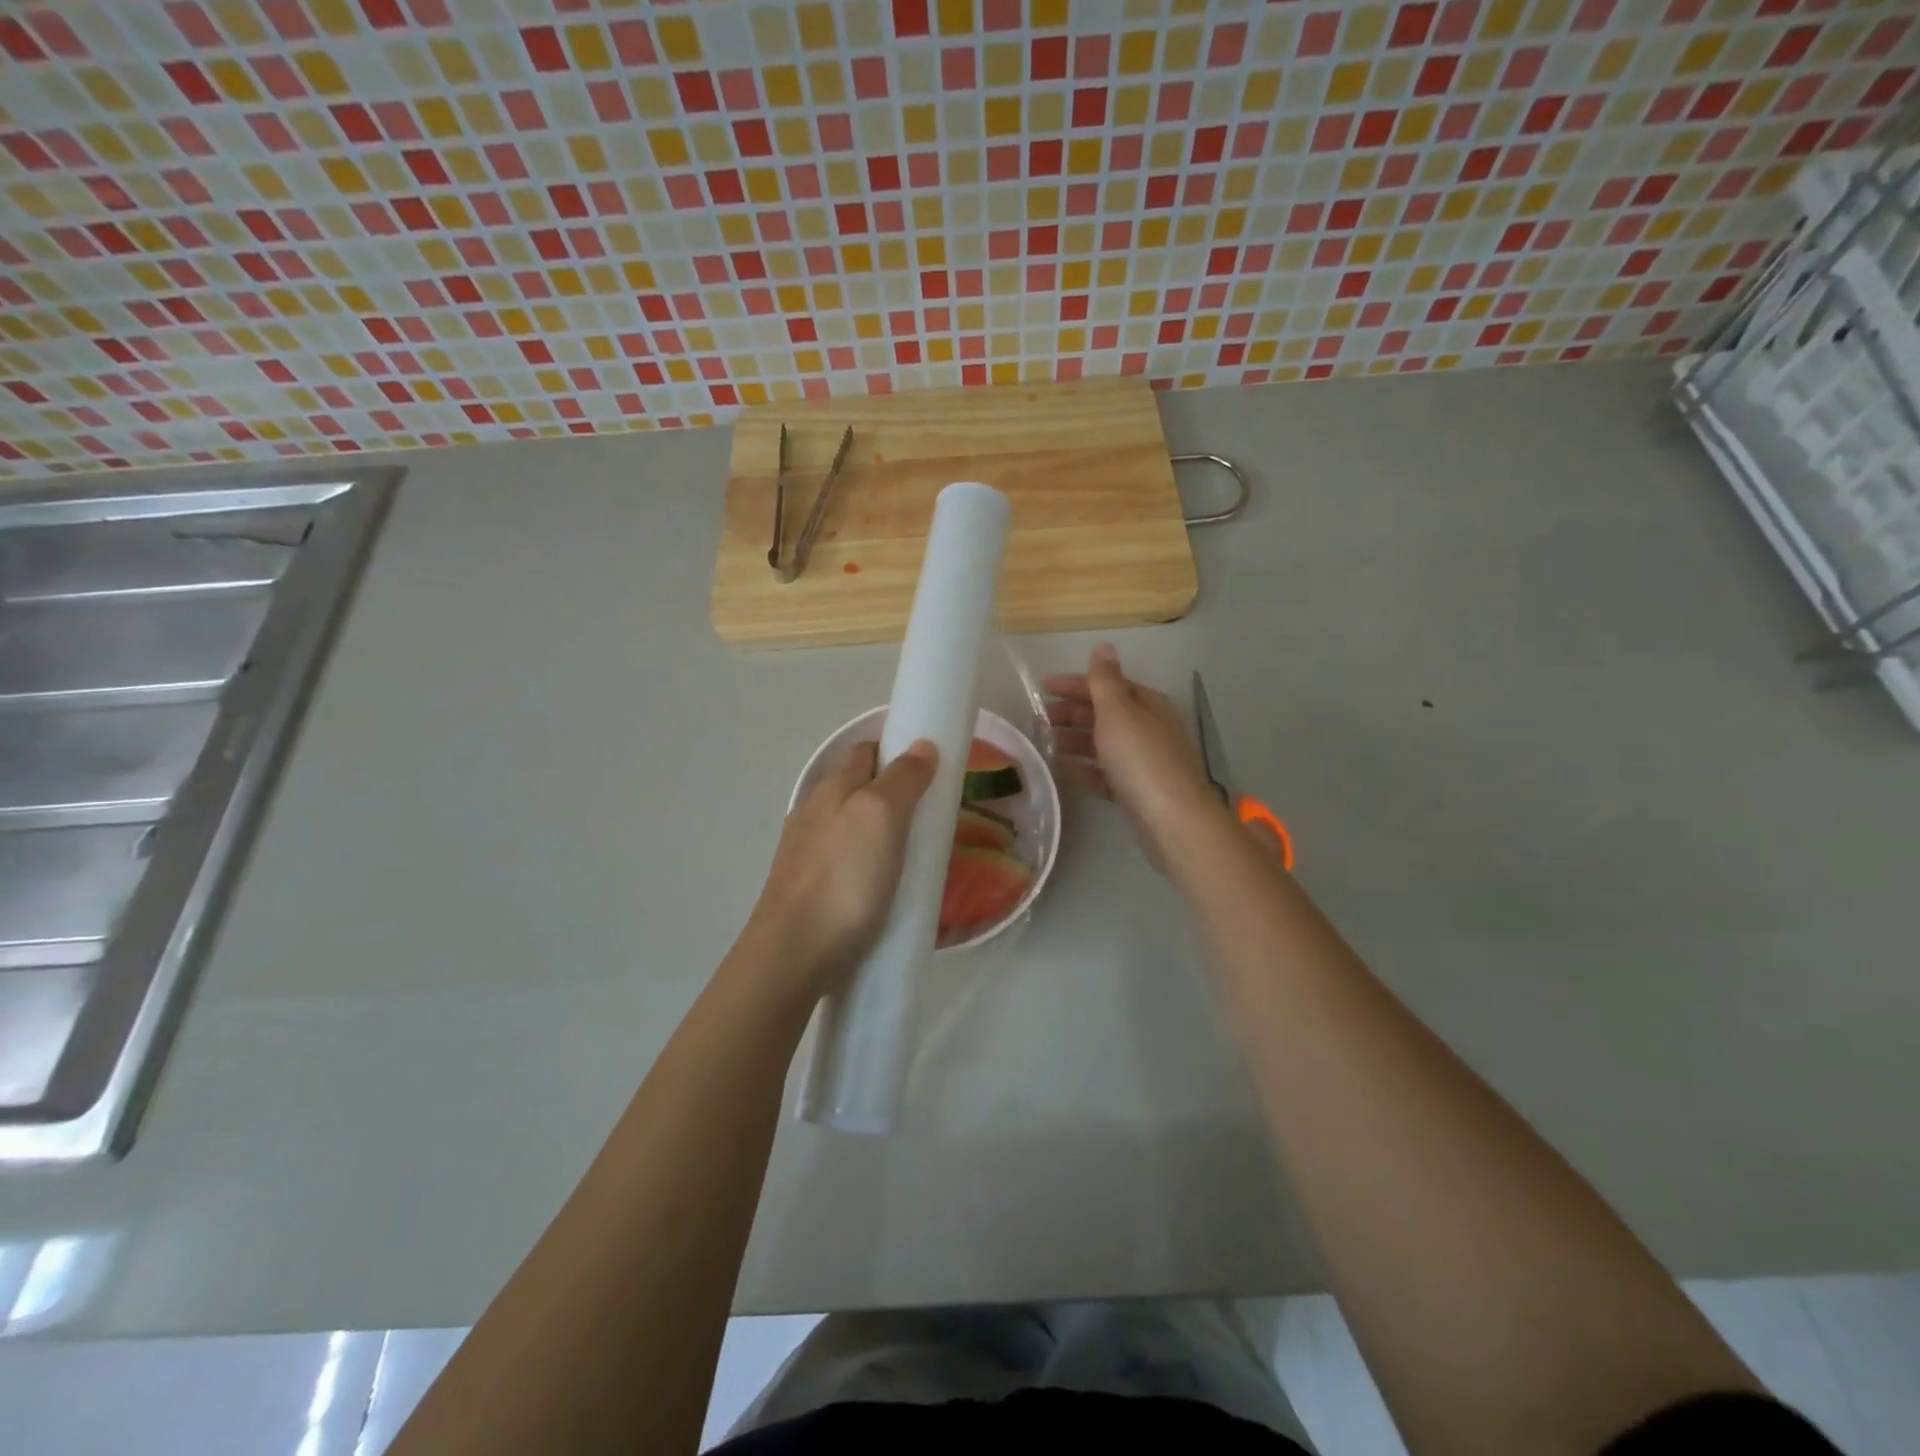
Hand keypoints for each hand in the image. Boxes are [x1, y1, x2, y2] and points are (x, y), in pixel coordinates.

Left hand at [743, 739, 938, 1004]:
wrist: (793, 954)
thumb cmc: (845, 878)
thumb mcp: (882, 816)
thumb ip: (902, 778)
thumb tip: (921, 745)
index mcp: (833, 788)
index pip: (865, 752)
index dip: (895, 752)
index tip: (929, 770)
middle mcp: (813, 812)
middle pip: (856, 789)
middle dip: (890, 792)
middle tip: (929, 814)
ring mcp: (805, 852)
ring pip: (848, 827)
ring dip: (877, 830)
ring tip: (911, 852)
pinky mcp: (806, 888)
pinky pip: (842, 861)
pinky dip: (864, 862)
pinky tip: (880, 885)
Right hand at [1044, 644, 1226, 870]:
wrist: (1173, 821)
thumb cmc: (1141, 760)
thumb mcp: (1119, 712)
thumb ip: (1105, 681)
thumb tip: (1104, 647)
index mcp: (1146, 704)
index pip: (1107, 685)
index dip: (1075, 684)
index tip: (1042, 688)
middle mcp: (1148, 728)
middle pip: (1104, 713)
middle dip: (1071, 713)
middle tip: (1037, 719)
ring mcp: (1143, 761)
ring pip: (1102, 743)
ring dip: (1073, 740)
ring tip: (1043, 744)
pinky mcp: (1136, 790)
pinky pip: (1104, 773)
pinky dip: (1083, 769)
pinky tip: (1061, 772)